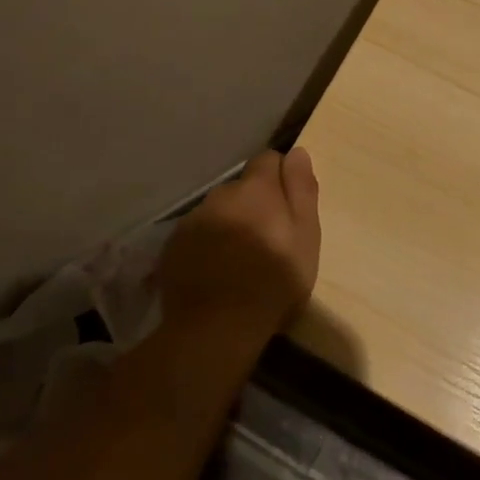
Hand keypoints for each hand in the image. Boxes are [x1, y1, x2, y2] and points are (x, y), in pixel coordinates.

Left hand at [157, 148, 321, 341]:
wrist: (216, 327)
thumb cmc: (274, 281)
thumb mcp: (306, 236)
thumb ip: (302, 189)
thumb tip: (297, 152)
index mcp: (256, 188)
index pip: (268, 160)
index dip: (280, 179)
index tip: (288, 208)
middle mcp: (221, 194)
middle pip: (242, 188)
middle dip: (254, 204)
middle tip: (267, 240)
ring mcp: (193, 219)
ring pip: (218, 211)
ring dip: (229, 224)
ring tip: (238, 260)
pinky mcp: (173, 245)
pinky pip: (196, 235)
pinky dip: (207, 245)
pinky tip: (215, 272)